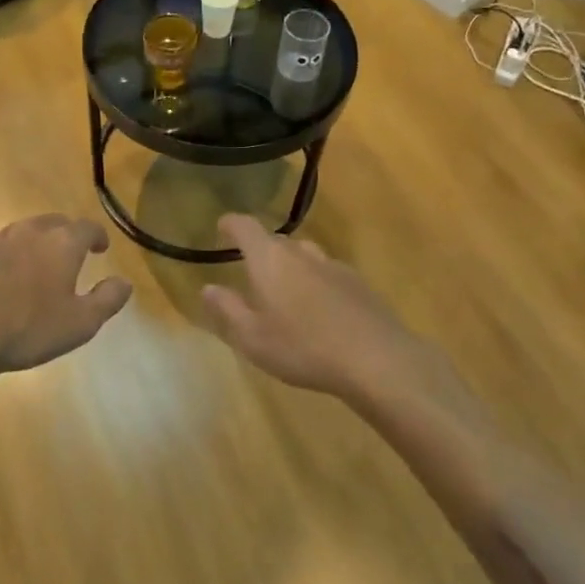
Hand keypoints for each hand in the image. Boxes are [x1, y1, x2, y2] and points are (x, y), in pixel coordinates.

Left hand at [0, 216, 131, 376]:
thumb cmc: (28, 330)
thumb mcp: (81, 324)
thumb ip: (107, 299)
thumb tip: (125, 282)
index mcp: (62, 244)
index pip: (87, 228)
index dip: (97, 236)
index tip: (101, 248)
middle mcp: (30, 232)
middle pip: (54, 223)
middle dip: (65, 234)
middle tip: (70, 253)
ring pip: (21, 231)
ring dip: (32, 243)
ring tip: (34, 264)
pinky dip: (2, 254)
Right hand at [201, 216, 441, 399]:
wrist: (376, 358)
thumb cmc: (303, 347)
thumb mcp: (253, 337)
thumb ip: (228, 309)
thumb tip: (208, 287)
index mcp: (270, 260)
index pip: (246, 227)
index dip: (231, 225)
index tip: (222, 227)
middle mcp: (301, 253)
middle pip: (276, 240)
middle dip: (260, 250)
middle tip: (250, 270)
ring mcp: (334, 266)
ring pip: (304, 255)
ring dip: (290, 265)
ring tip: (284, 290)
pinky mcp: (358, 283)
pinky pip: (327, 273)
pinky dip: (315, 282)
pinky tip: (318, 309)